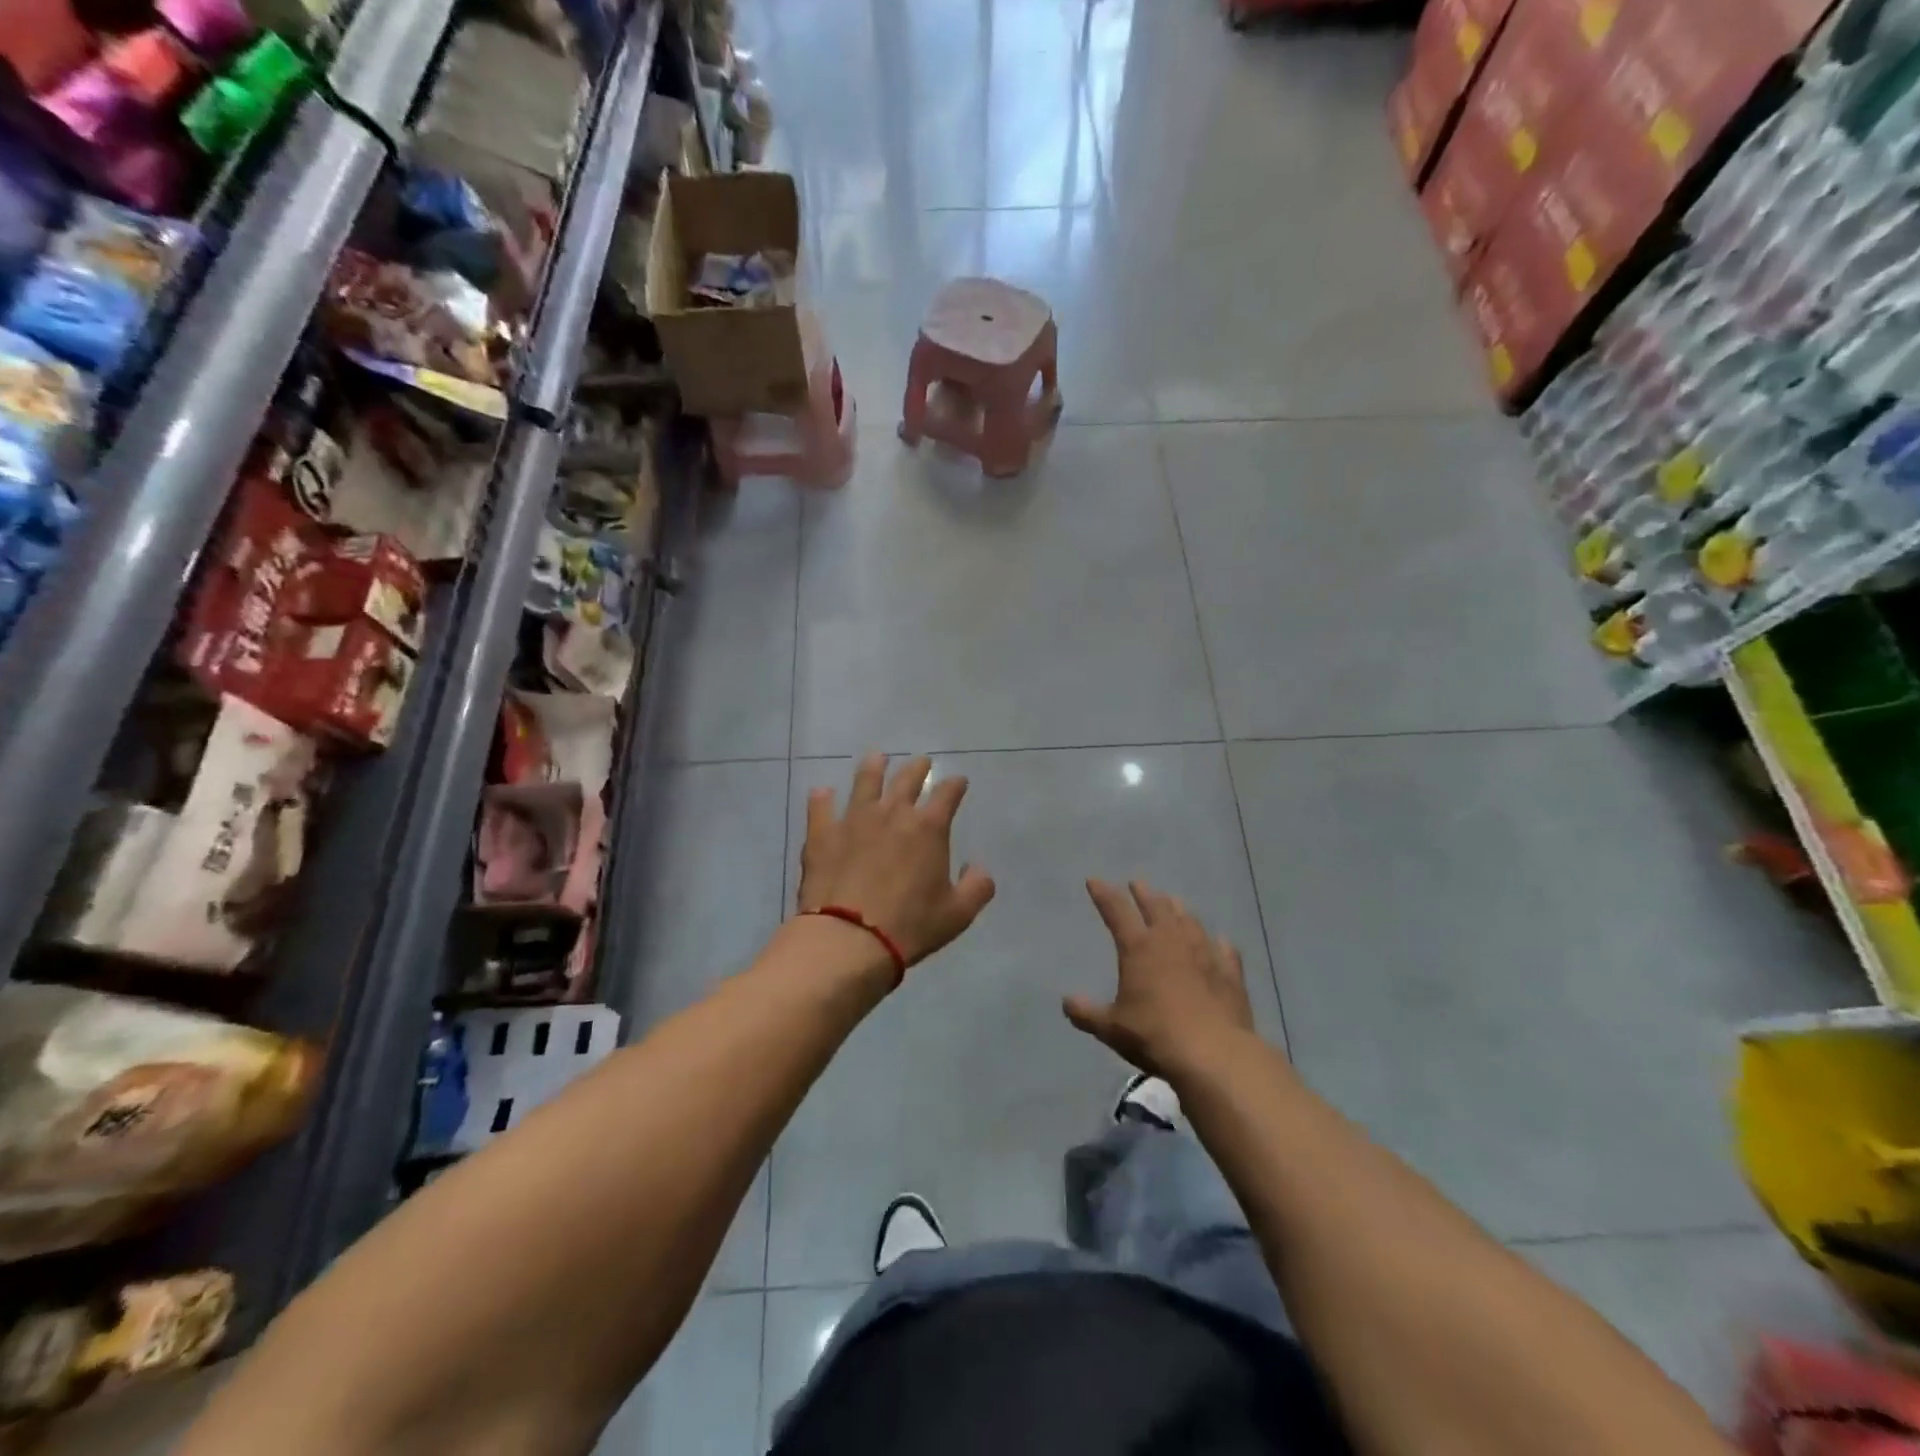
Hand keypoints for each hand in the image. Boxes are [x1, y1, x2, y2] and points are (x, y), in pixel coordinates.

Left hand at [797, 754, 995, 968]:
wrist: (849, 939)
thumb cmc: (910, 925)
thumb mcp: (958, 914)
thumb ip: (977, 887)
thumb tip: (978, 868)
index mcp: (928, 828)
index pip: (947, 794)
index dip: (955, 785)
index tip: (958, 782)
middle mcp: (892, 813)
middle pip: (907, 779)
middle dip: (918, 768)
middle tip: (922, 762)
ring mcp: (854, 819)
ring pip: (865, 781)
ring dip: (873, 767)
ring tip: (876, 758)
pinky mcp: (822, 833)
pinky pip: (820, 807)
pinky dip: (822, 798)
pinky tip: (822, 792)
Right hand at [1064, 879, 1255, 1082]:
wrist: (1213, 1054)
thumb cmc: (1154, 1036)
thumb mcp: (1111, 1028)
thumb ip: (1087, 1013)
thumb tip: (1066, 1003)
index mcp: (1139, 948)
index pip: (1116, 912)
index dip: (1104, 895)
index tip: (1094, 881)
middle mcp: (1171, 941)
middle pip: (1157, 907)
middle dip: (1144, 894)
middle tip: (1138, 884)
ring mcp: (1204, 954)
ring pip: (1190, 921)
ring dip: (1179, 910)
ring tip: (1173, 903)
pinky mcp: (1230, 974)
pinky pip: (1224, 950)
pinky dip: (1218, 943)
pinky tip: (1220, 941)